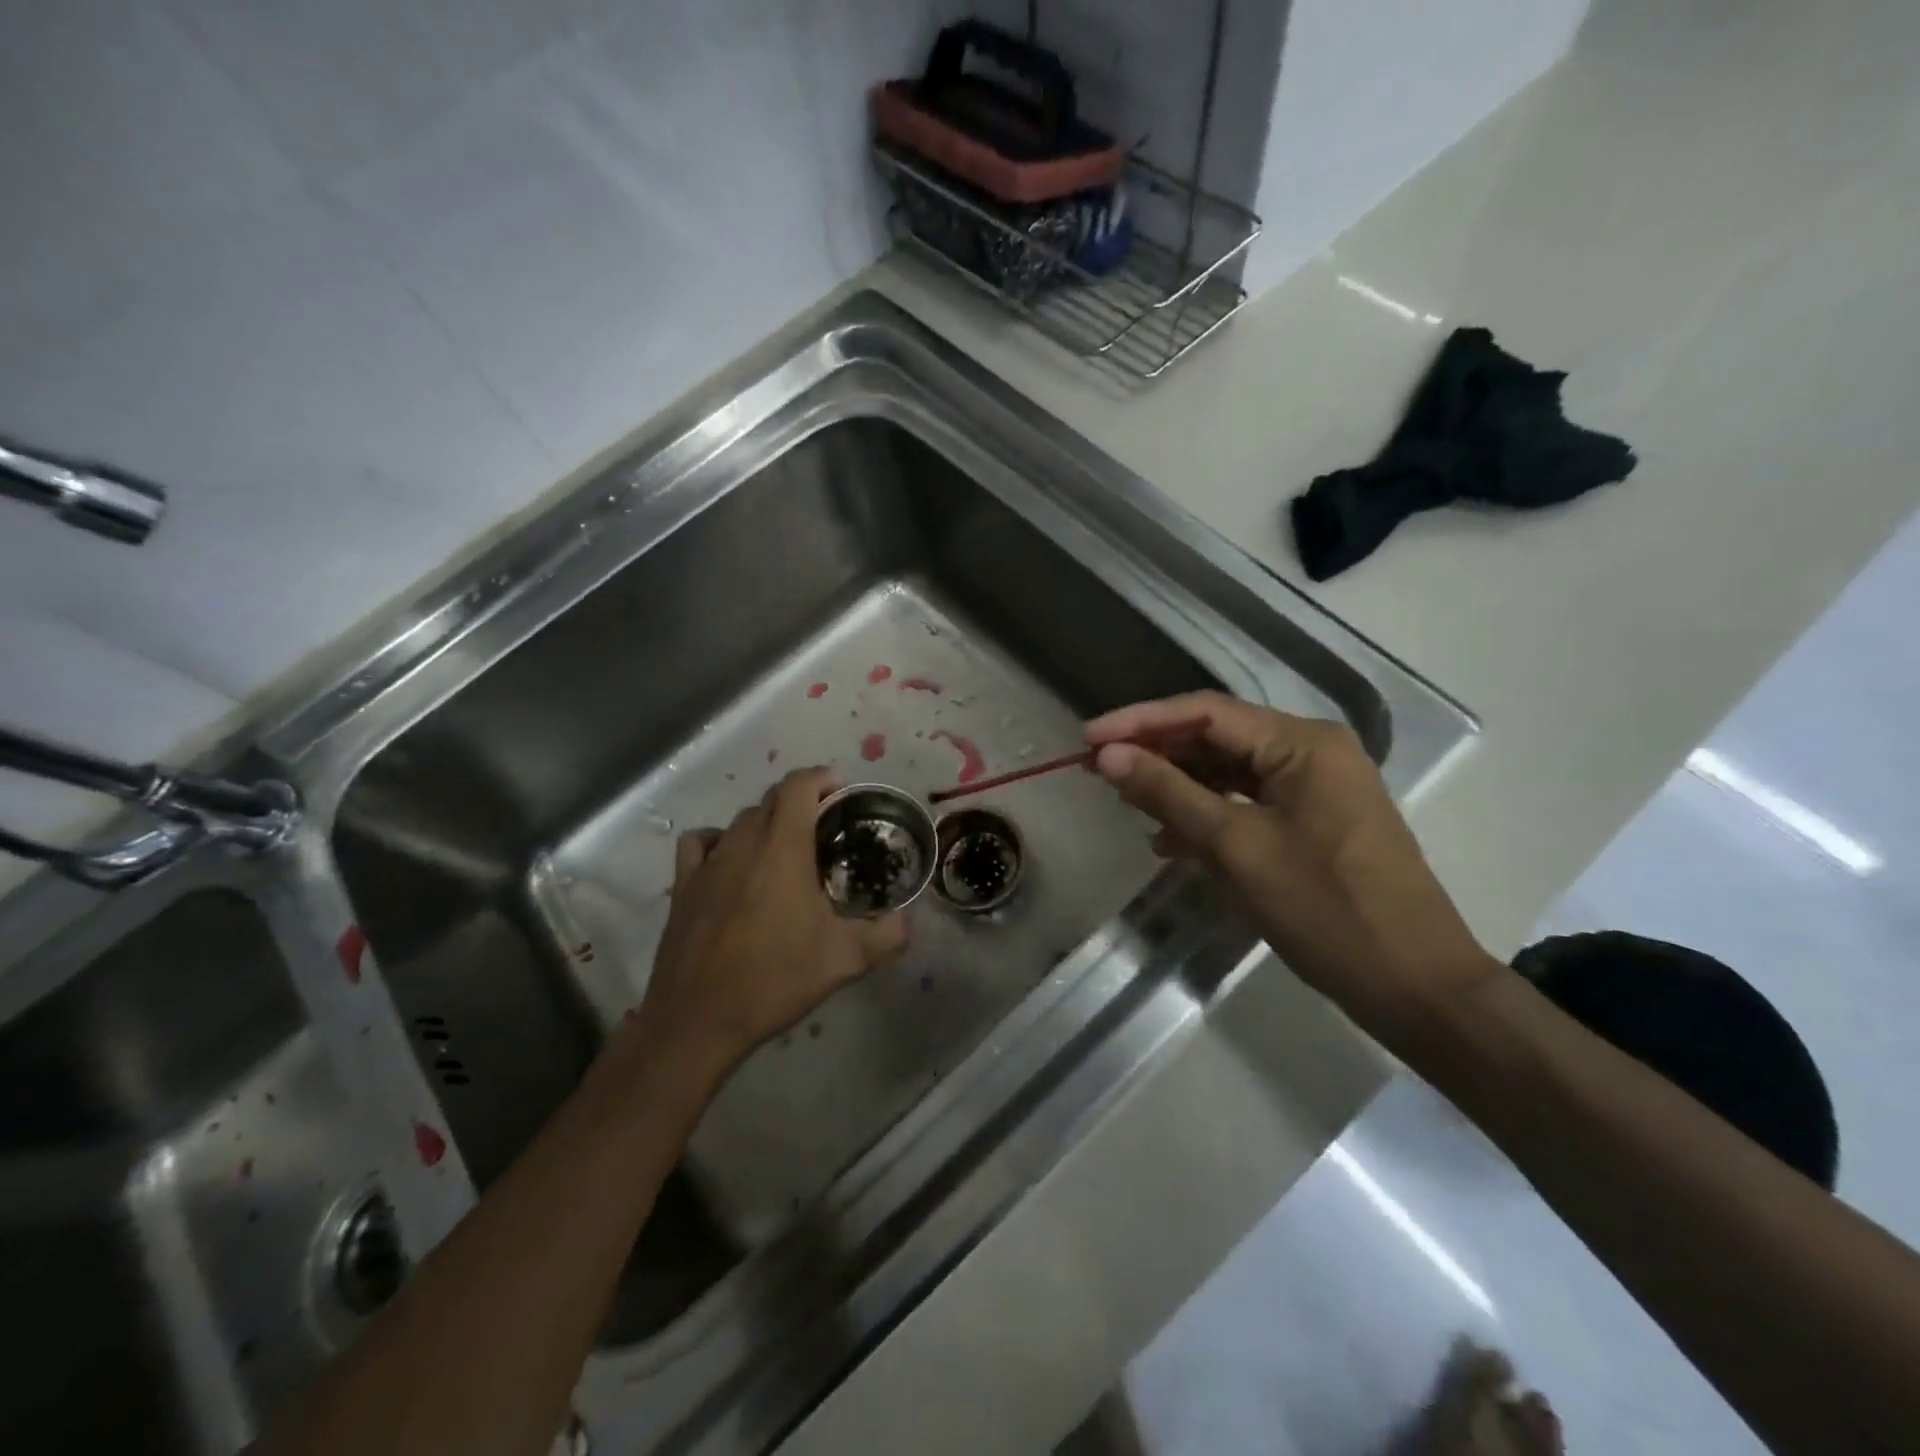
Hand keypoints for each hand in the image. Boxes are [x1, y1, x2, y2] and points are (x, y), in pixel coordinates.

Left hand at [635, 767, 909, 1082]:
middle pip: (770, 799)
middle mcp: (743, 843)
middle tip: (824, 827)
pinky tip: (730, 862)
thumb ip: (886, 935)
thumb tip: (908, 922)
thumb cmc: (775, 979)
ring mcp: (708, 862)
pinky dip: (718, 840)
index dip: (821, 778)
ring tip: (783, 848)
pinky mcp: (683, 886)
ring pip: (739, 820)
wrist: (699, 1018)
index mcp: (783, 848)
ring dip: (764, 822)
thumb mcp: (845, 960)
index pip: (798, 786)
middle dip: (799, 801)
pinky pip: (700, 843)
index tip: (841, 793)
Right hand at [1086, 691, 1496, 1037]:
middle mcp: (1310, 752)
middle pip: (1216, 738)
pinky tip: (1170, 842)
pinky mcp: (1313, 823)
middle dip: (1157, 755)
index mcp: (1301, 743)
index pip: (1204, 712)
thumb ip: (1169, 793)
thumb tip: (1108, 756)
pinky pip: (1246, 804)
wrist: (1415, 987)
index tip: (1087, 740)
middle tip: (1100, 772)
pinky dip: (1207, 817)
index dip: (1140, 722)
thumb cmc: (1326, 909)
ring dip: (1178, 788)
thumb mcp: (1237, 846)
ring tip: (1128, 806)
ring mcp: (1315, 789)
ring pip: (1228, 773)